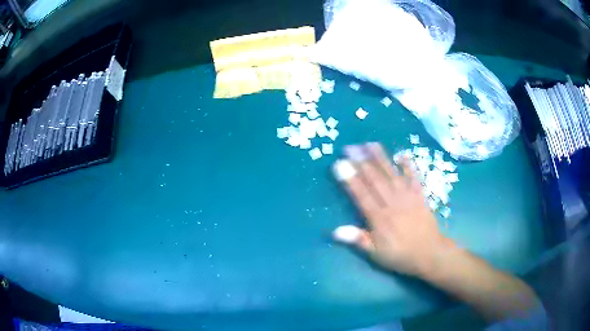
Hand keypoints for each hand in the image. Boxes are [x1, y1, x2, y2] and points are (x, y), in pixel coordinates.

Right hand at [332, 142, 452, 276]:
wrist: (429, 253)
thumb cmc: (400, 255)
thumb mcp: (376, 254)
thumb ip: (358, 240)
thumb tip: (335, 231)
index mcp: (379, 218)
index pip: (361, 195)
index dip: (350, 179)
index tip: (340, 164)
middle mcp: (392, 203)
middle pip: (375, 180)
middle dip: (361, 162)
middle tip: (349, 147)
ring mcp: (407, 197)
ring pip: (391, 174)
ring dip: (380, 158)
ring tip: (369, 144)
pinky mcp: (419, 195)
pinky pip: (414, 177)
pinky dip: (408, 165)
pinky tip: (401, 154)